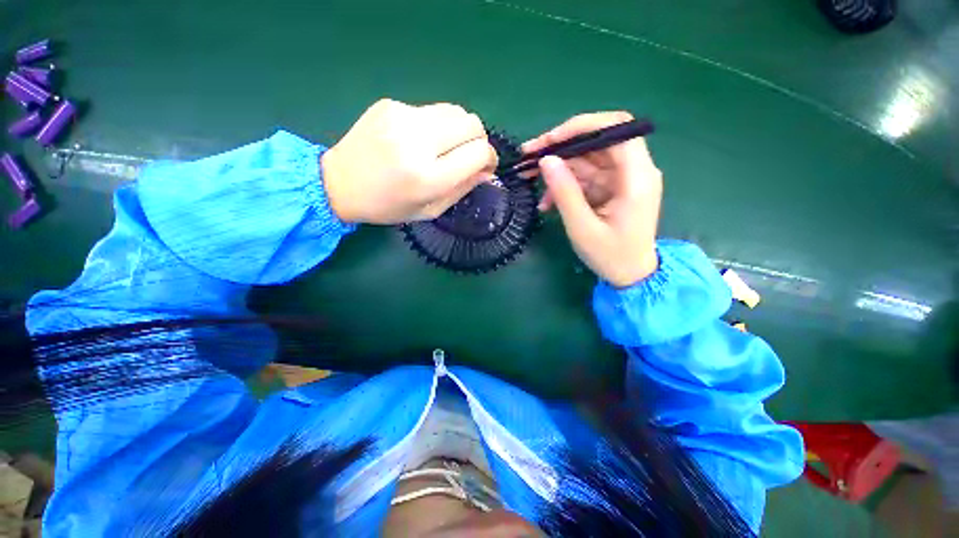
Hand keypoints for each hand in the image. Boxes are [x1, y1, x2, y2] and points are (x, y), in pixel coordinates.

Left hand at [322, 99, 497, 223]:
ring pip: (455, 111)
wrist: (339, 183)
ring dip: (460, 130)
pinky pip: (431, 110)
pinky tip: (420, 140)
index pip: (478, 152)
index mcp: (427, 177)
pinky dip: (437, 125)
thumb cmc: (388, 206)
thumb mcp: (429, 210)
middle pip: (472, 124)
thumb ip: (462, 189)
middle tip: (468, 156)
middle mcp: (417, 142)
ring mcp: (402, 117)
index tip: (486, 166)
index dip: (490, 158)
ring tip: (446, 148)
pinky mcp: (391, 104)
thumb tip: (487, 172)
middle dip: (478, 140)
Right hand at [523, 112, 661, 287]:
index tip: (549, 141)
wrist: (630, 275)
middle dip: (561, 146)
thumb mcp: (582, 227)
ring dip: (558, 168)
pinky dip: (565, 185)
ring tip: (530, 180)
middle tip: (529, 157)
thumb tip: (546, 160)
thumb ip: (565, 192)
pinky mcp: (612, 188)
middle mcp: (634, 170)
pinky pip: (585, 177)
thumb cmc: (610, 256)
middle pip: (598, 141)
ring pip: (587, 158)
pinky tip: (547, 202)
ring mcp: (622, 179)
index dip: (581, 127)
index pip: (616, 129)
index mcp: (637, 178)